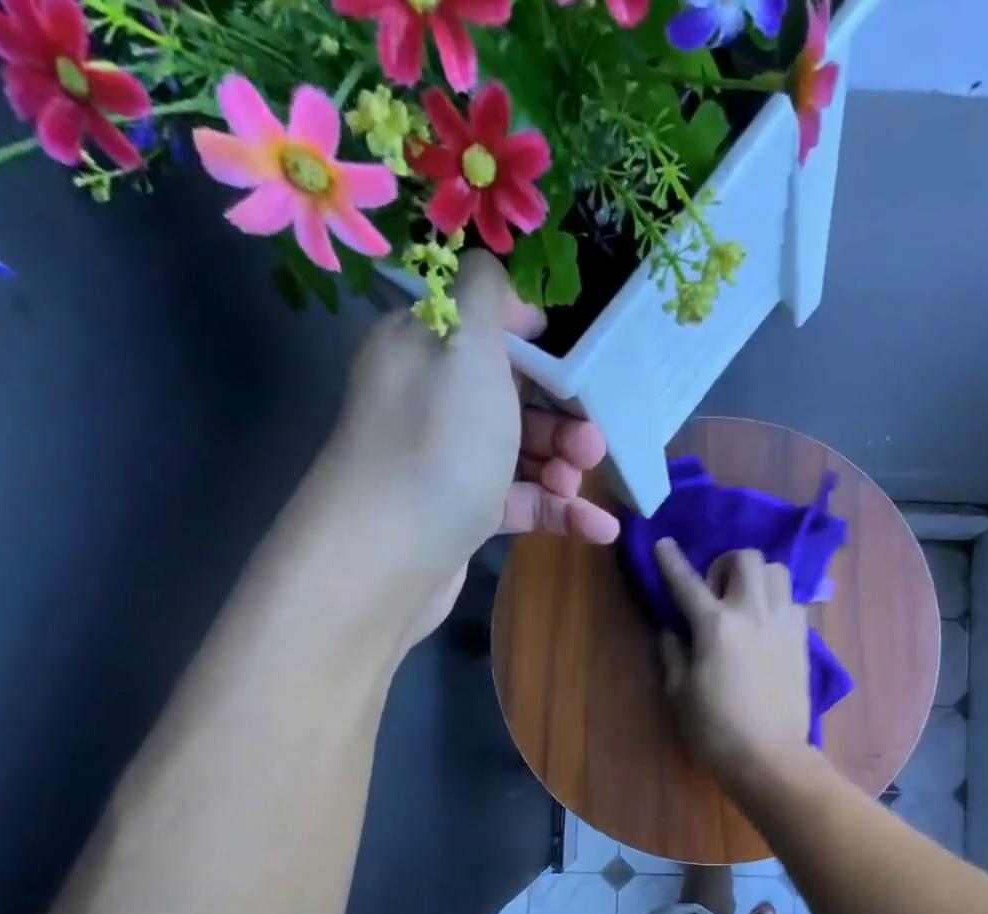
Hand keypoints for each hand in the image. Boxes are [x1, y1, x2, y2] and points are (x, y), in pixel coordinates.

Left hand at [306, 251, 617, 643]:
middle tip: (593, 441)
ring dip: (566, 466)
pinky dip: (562, 512)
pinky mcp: (465, 512)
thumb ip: (487, 296)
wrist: (387, 557)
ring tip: (584, 485)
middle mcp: (434, 399)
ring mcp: (451, 460)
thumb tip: (505, 282)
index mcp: (426, 347)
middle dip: (565, 415)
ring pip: (524, 451)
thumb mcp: (465, 348)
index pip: (491, 328)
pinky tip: (600, 529)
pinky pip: (523, 501)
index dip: (543, 345)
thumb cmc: (436, 444)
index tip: (585, 367)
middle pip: (517, 394)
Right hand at [654, 538, 815, 789]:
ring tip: (745, 602)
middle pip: (747, 558)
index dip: (671, 560)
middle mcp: (753, 613)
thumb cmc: (715, 730)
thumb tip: (672, 630)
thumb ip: (673, 653)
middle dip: (726, 564)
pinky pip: (793, 600)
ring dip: (757, 577)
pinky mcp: (802, 640)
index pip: (687, 581)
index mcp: (715, 625)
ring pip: (777, 571)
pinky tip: (767, 624)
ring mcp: (783, 623)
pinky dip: (777, 601)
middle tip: (716, 590)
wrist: (769, 756)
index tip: (663, 544)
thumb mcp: (679, 693)